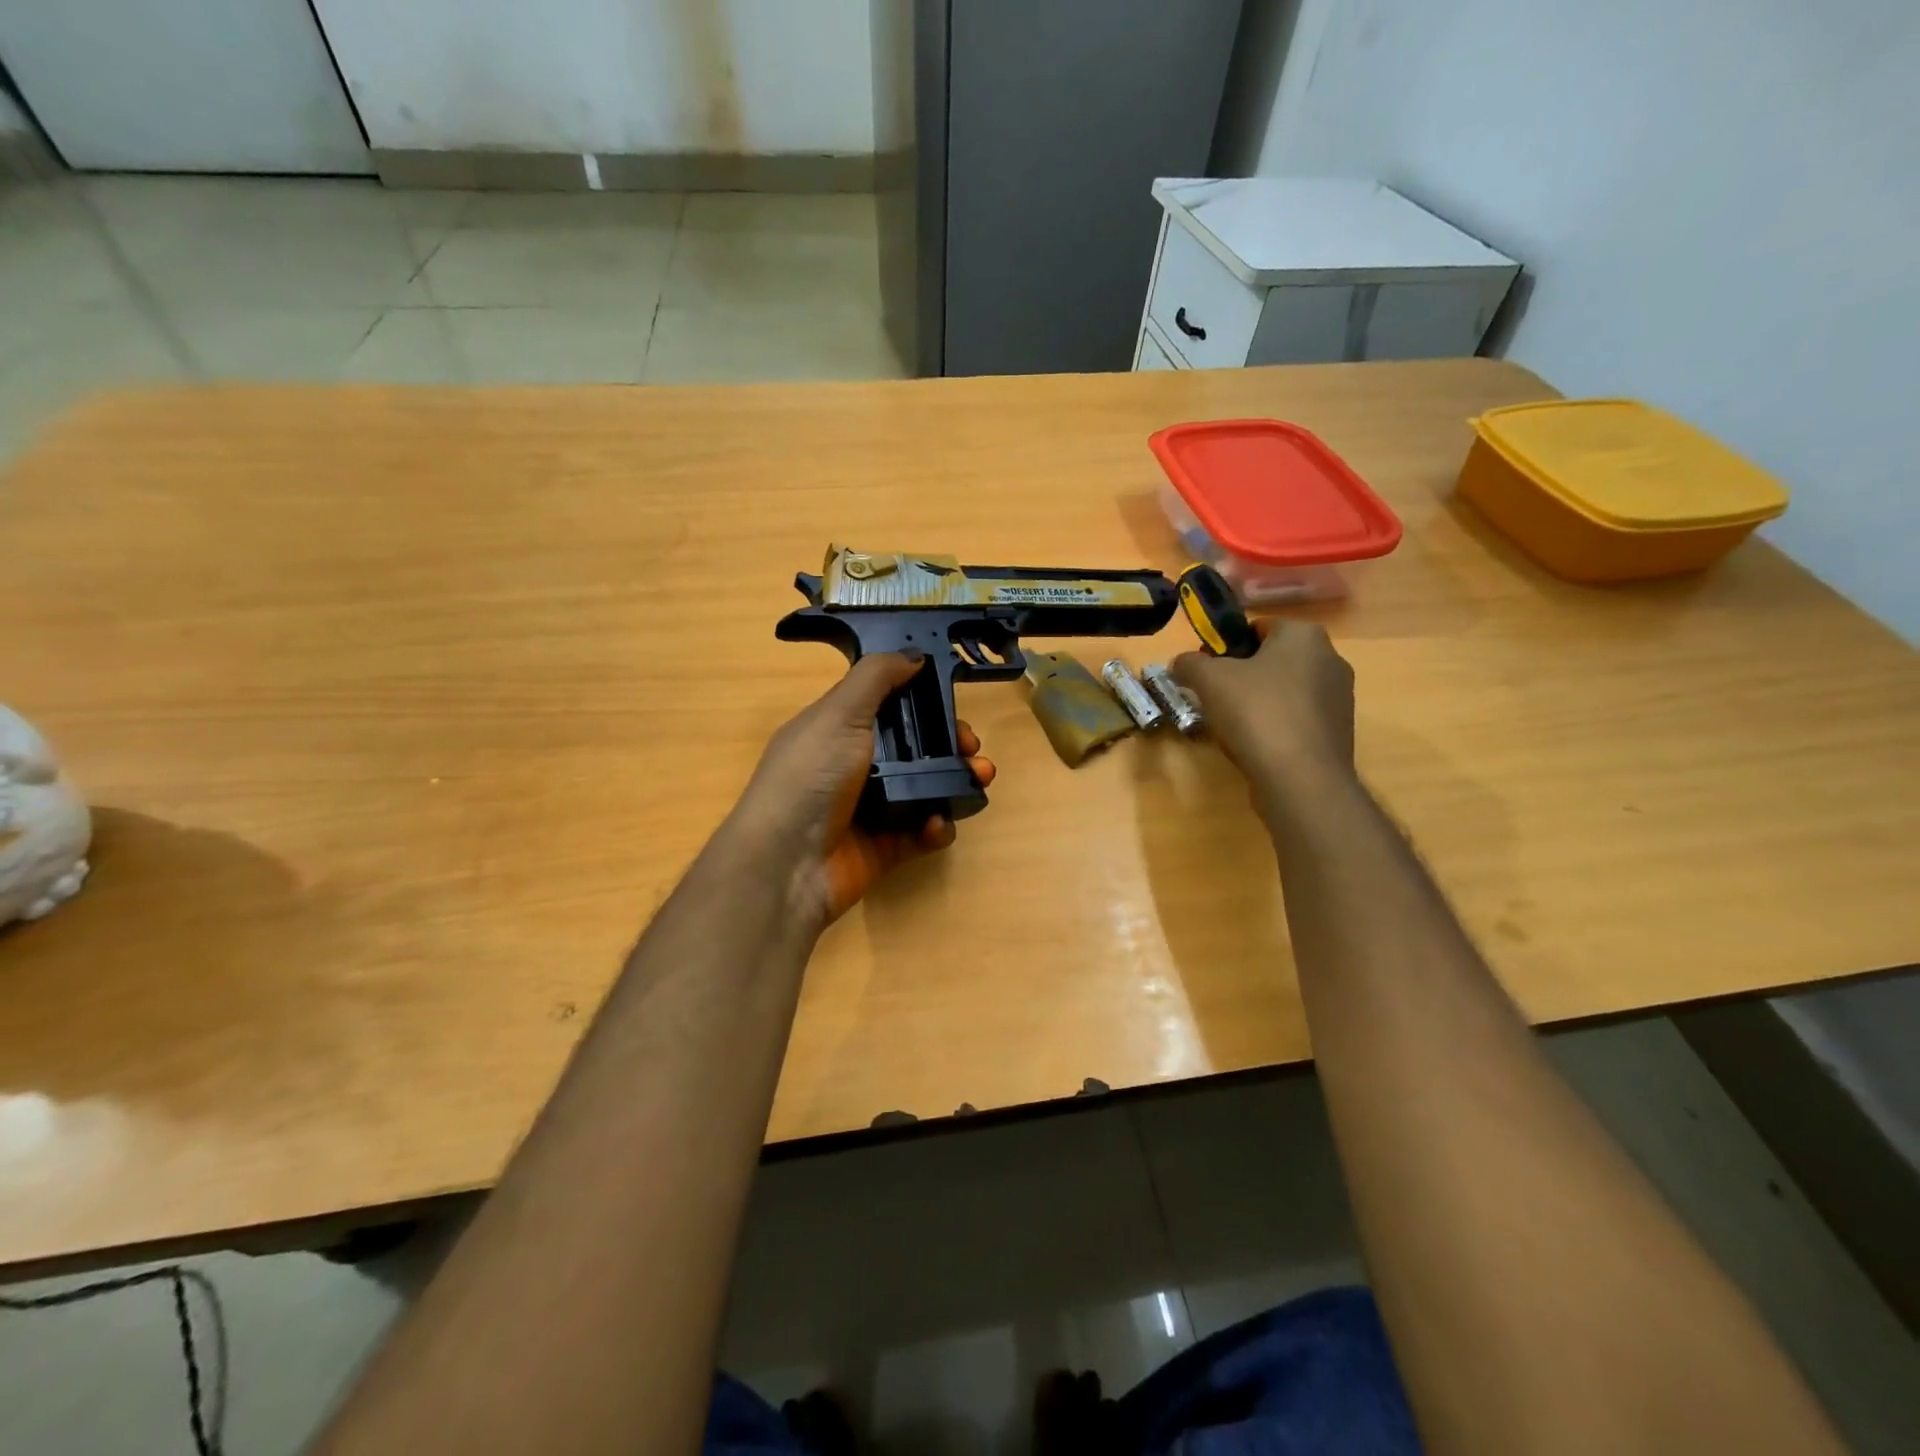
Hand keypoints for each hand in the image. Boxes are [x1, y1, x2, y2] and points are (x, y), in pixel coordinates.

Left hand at [728, 653, 994, 928]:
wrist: (787, 864)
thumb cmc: (810, 777)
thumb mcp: (839, 714)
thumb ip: (876, 678)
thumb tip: (913, 655)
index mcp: (839, 729)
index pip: (889, 707)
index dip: (923, 702)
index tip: (952, 704)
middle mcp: (855, 765)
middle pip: (915, 747)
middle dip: (951, 744)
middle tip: (972, 749)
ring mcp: (871, 808)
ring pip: (925, 788)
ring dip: (957, 782)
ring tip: (979, 780)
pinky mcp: (885, 847)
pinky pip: (922, 831)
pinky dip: (937, 826)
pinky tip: (938, 823)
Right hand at [1171, 620, 1356, 815]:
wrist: (1301, 778)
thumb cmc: (1256, 713)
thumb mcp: (1209, 680)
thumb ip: (1189, 663)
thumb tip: (1180, 663)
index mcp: (1303, 635)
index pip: (1257, 627)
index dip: (1225, 645)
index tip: (1204, 669)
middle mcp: (1330, 658)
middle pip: (1271, 659)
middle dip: (1240, 675)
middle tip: (1212, 697)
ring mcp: (1339, 697)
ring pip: (1283, 690)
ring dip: (1256, 702)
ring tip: (1231, 726)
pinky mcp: (1338, 731)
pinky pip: (1296, 718)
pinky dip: (1274, 726)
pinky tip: (1254, 746)